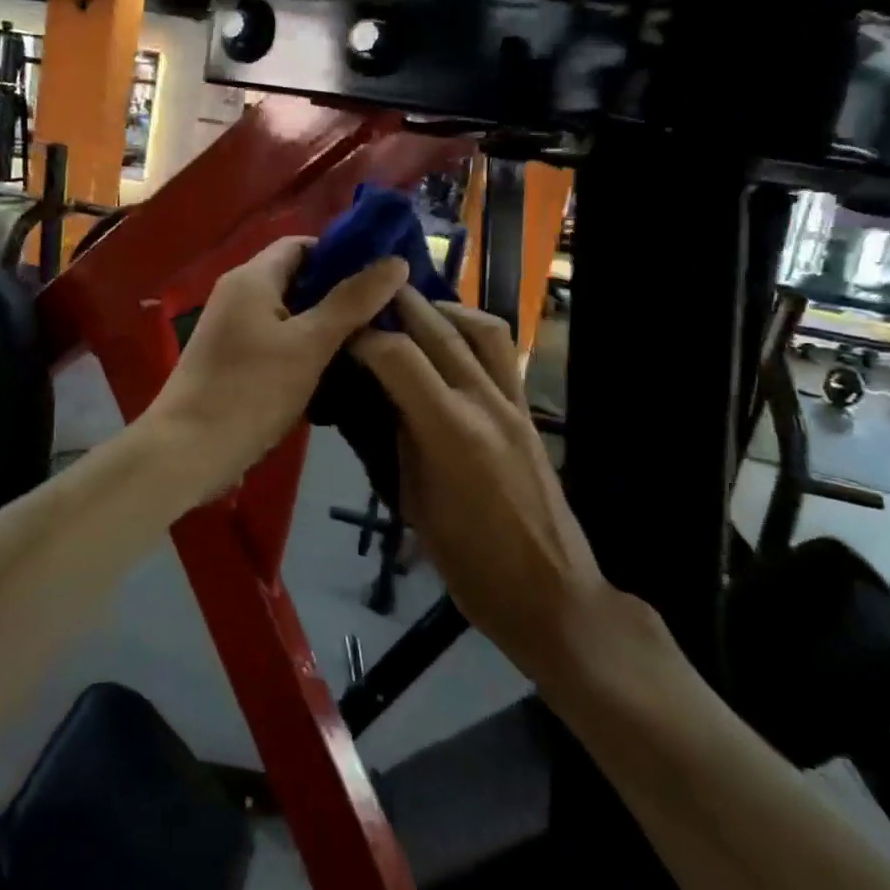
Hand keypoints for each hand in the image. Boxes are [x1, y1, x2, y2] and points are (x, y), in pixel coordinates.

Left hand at [147, 237, 407, 500]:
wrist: (186, 453)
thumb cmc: (249, 392)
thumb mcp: (309, 345)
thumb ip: (352, 302)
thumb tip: (395, 261)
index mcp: (251, 278)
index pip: (302, 245)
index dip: (342, 254)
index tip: (382, 277)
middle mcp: (238, 296)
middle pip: (298, 280)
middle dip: (341, 294)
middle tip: (387, 313)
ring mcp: (233, 331)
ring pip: (290, 316)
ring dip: (327, 327)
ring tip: (374, 342)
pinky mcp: (234, 363)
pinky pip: (278, 344)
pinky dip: (306, 351)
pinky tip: (338, 372)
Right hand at [352, 290, 643, 701]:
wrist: (551, 594)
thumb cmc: (471, 564)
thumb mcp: (414, 504)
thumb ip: (399, 441)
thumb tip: (381, 399)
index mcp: (450, 431)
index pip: (398, 356)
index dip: (363, 337)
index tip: (338, 333)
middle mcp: (485, 403)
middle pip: (439, 329)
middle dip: (399, 304)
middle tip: (366, 294)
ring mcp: (514, 404)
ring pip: (482, 328)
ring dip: (443, 309)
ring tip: (412, 311)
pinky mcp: (529, 412)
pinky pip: (503, 354)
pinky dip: (472, 333)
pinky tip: (450, 344)